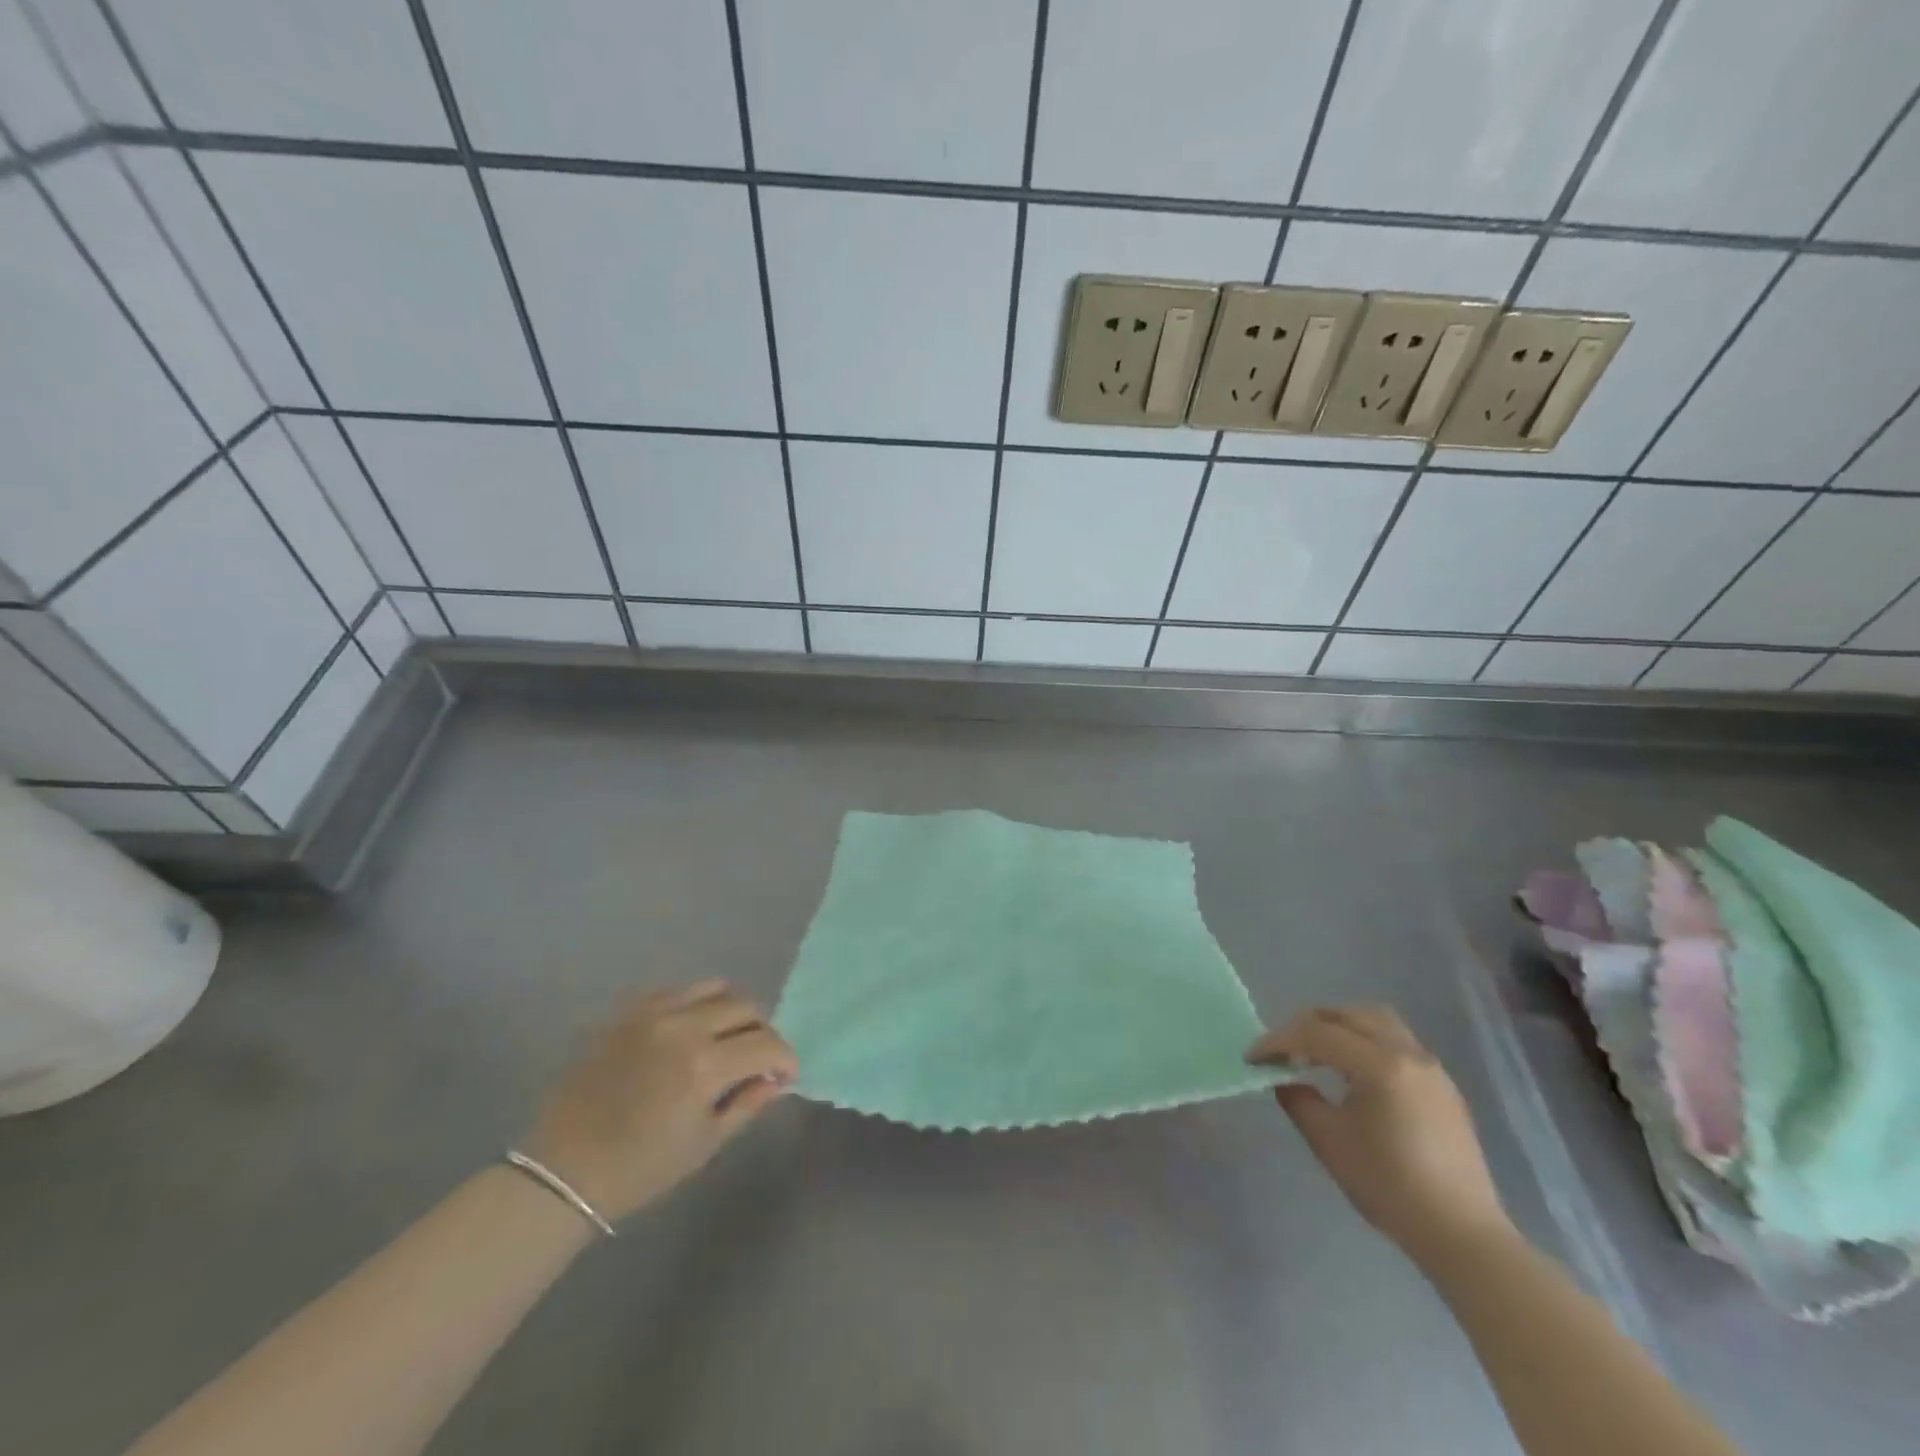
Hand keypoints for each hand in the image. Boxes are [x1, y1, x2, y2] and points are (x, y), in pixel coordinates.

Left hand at [523, 982, 797, 1222]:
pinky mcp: (628, 1011)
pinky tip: (690, 1032)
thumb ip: (747, 1103)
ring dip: (732, 1011)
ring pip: (715, 987)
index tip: (785, 1074)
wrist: (564, 1170)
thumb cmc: (640, 1168)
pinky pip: (677, 990)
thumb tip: (777, 1079)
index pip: (766, 1044)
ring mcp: (652, 1012)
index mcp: (704, 1066)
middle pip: (746, 1007)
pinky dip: (696, 1005)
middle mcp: (683, 1027)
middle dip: (762, 1032)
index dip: (785, 1058)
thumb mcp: (704, 1143)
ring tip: (726, 1037)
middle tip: (757, 1058)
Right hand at [1248, 1005, 1512, 1264]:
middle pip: (1347, 1014)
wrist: (1461, 1234)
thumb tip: (1284, 1078)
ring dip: (1339, 1026)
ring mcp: (1430, 1067)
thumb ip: (1298, 1100)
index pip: (1316, 1033)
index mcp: (1379, 1065)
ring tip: (1317, 1052)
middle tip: (1283, 1050)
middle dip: (1307, 1024)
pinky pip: (1396, 1041)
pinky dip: (1365, 1041)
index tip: (1253, 1058)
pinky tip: (1352, 1073)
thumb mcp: (1328, 1142)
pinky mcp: (1442, 1085)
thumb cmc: (1389, 1187)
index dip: (1278, 1041)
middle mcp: (1407, 1053)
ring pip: (1376, 1020)